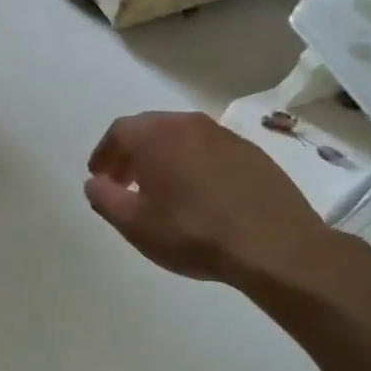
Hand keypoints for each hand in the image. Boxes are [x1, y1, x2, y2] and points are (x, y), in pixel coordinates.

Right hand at [84, 111, 349, 290]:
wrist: (275, 246)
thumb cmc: (193, 233)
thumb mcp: (135, 224)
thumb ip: (104, 198)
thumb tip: (95, 182)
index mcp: (156, 135)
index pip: (119, 132)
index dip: (104, 154)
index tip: (100, 177)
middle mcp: (189, 124)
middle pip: (150, 129)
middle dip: (132, 153)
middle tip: (125, 182)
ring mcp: (225, 136)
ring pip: (182, 138)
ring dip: (164, 157)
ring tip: (161, 190)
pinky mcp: (252, 153)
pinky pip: (210, 151)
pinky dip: (194, 164)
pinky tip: (199, 195)